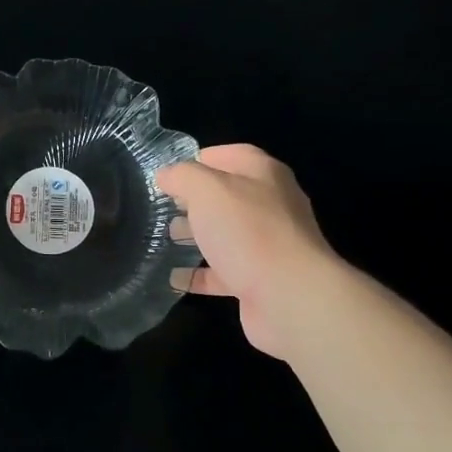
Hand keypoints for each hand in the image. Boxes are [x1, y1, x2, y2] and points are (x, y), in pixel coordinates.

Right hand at [157, 144, 340, 359]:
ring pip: (225, 234)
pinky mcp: (260, 280)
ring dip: (196, 235)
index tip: (169, 172)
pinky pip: (223, 272)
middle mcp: (270, 205)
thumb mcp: (207, 190)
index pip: (231, 155)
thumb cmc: (248, 231)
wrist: (290, 297)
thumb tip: (166, 175)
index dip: (200, 159)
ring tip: (163, 237)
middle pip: (228, 196)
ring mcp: (267, 245)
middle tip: (161, 206)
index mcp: (264, 175)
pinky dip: (199, 275)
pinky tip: (173, 278)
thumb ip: (183, 176)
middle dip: (194, 200)